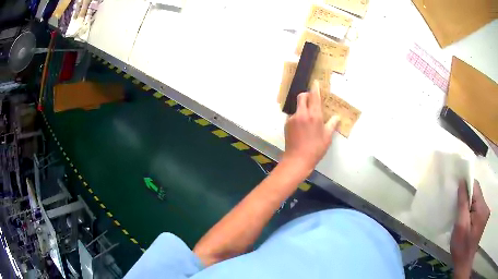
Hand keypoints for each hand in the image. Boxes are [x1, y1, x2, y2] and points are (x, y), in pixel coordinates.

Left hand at [282, 80, 339, 173]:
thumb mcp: (327, 137)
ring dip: (303, 107)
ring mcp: (293, 118)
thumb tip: (337, 117)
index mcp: (314, 115)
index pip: (314, 96)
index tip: (315, 82)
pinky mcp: (287, 124)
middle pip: (302, 96)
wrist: (298, 159)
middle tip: (312, 100)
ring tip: (308, 119)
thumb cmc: (316, 149)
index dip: (315, 87)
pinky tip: (301, 128)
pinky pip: (293, 116)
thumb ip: (332, 124)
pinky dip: (298, 117)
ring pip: (297, 106)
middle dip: (307, 95)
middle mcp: (302, 114)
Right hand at [451, 180, 489, 277]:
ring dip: (469, 206)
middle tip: (457, 210)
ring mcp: (485, 213)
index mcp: (482, 208)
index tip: (457, 191)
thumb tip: (462, 182)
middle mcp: (486, 207)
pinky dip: (471, 211)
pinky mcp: (483, 218)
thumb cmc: (461, 247)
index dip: (466, 186)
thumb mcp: (460, 226)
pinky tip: (466, 221)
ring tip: (461, 217)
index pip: (475, 186)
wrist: (464, 263)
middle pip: (477, 194)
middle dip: (467, 198)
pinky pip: (477, 208)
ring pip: (477, 201)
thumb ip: (463, 203)